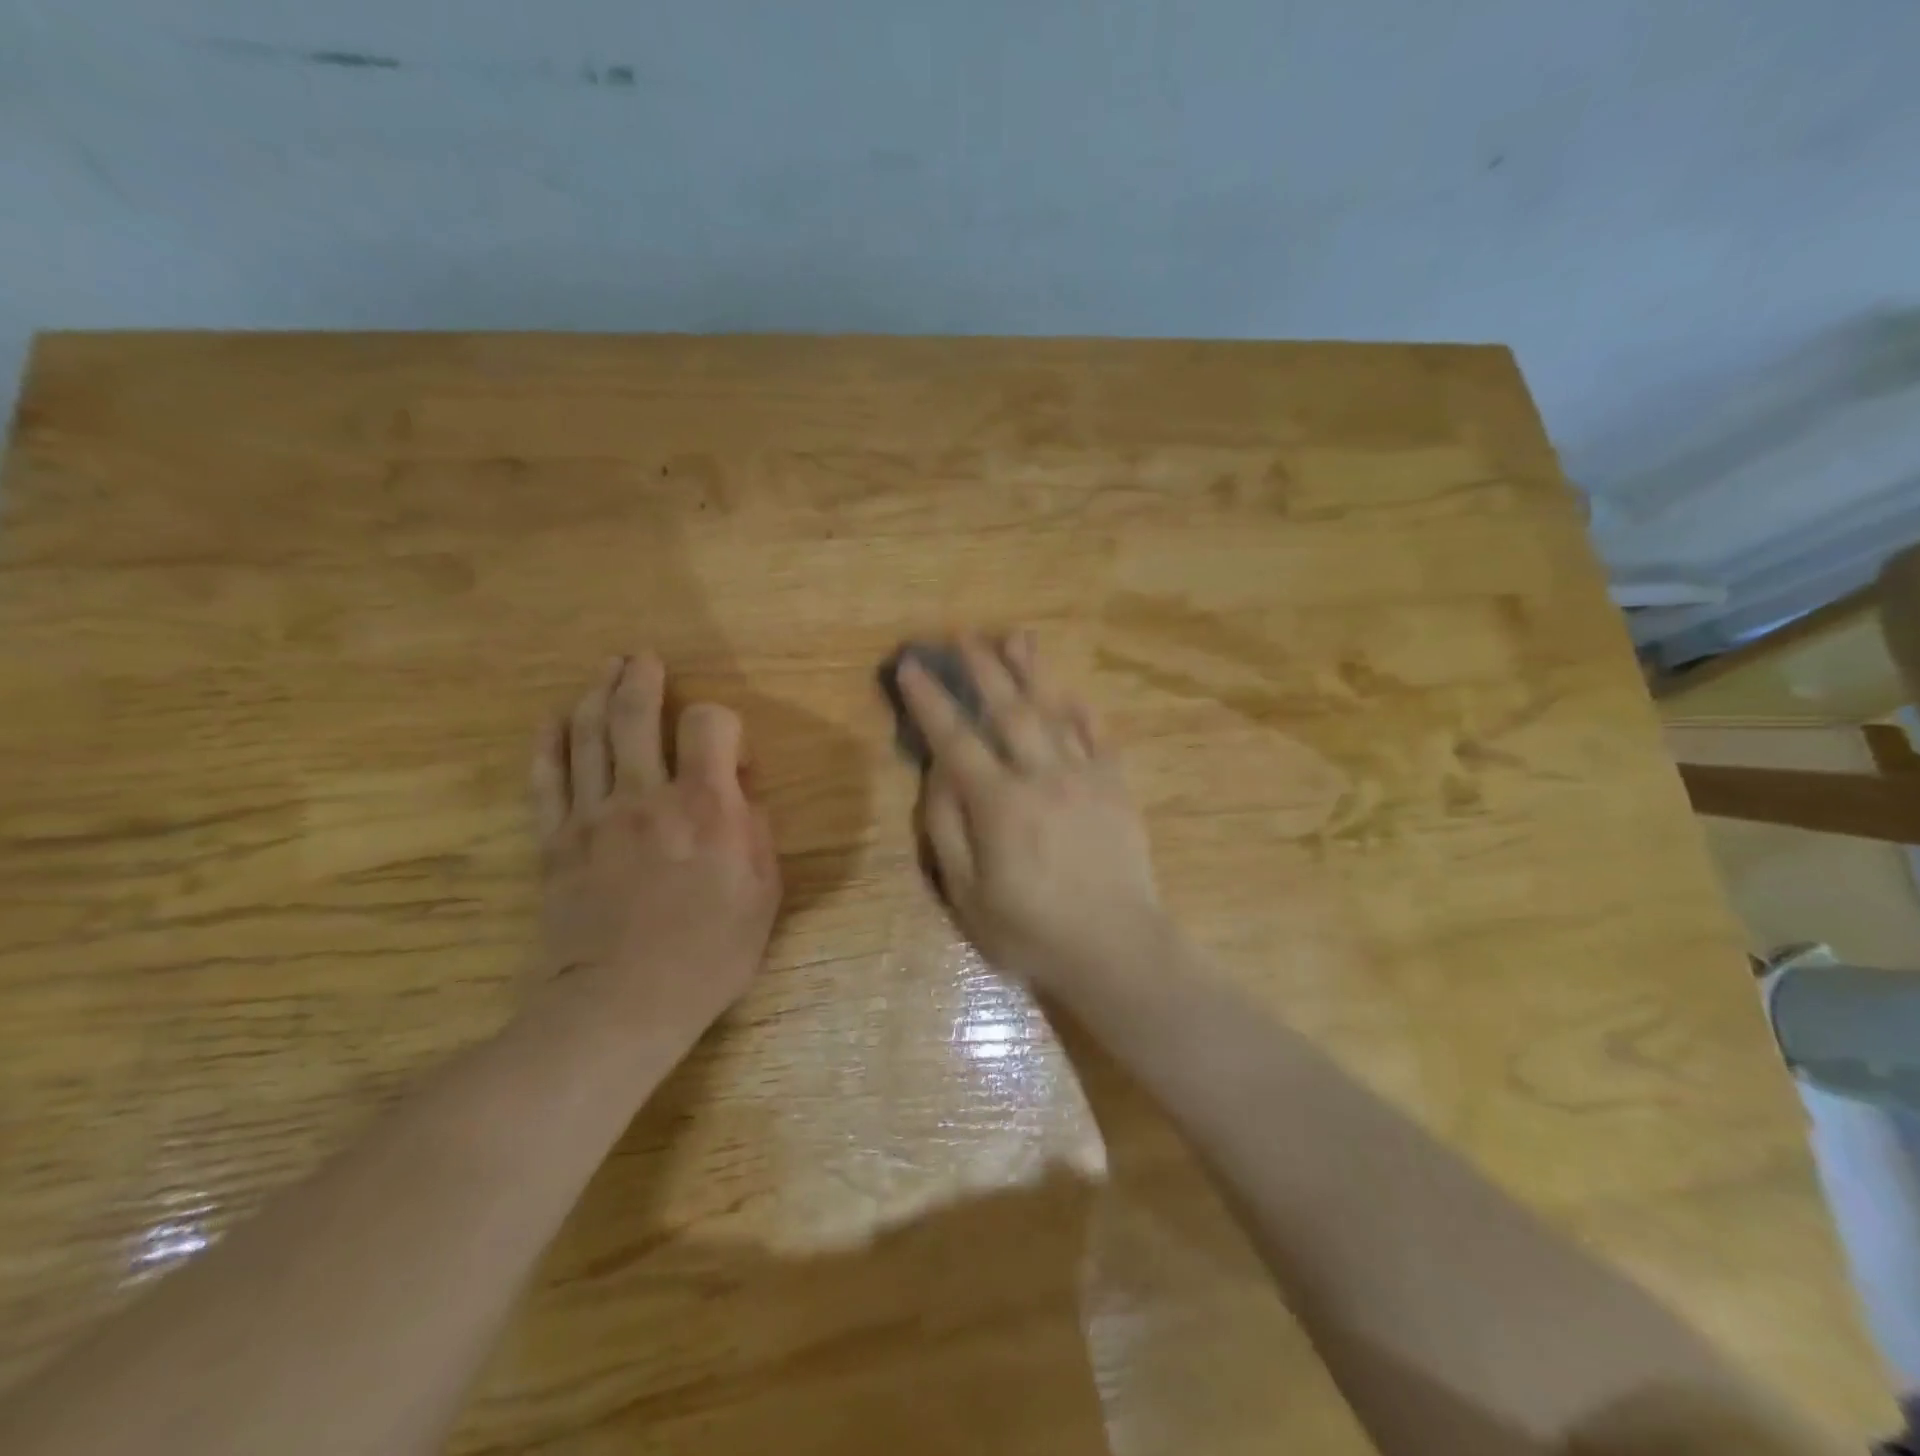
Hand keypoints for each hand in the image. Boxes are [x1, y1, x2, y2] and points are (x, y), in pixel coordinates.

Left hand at [532, 654, 781, 1044]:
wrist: (622, 1004)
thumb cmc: (709, 953)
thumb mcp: (764, 894)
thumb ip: (757, 830)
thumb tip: (738, 791)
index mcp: (707, 806)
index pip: (710, 723)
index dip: (720, 720)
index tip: (725, 748)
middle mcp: (647, 795)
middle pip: (637, 715)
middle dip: (642, 679)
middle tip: (642, 659)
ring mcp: (593, 815)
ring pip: (588, 734)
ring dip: (598, 694)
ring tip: (606, 671)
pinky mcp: (555, 841)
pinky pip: (547, 778)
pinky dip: (549, 742)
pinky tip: (554, 719)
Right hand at [897, 632, 1167, 988]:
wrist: (1117, 948)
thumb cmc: (1031, 930)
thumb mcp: (966, 895)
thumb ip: (947, 829)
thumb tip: (938, 774)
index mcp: (999, 804)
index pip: (955, 739)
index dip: (929, 700)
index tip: (911, 665)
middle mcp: (1041, 776)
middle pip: (1007, 710)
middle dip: (982, 668)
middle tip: (962, 634)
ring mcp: (1085, 777)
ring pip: (1054, 711)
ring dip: (1032, 672)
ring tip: (1016, 637)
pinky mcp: (1116, 787)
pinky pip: (1098, 736)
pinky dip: (1080, 710)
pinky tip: (1069, 692)